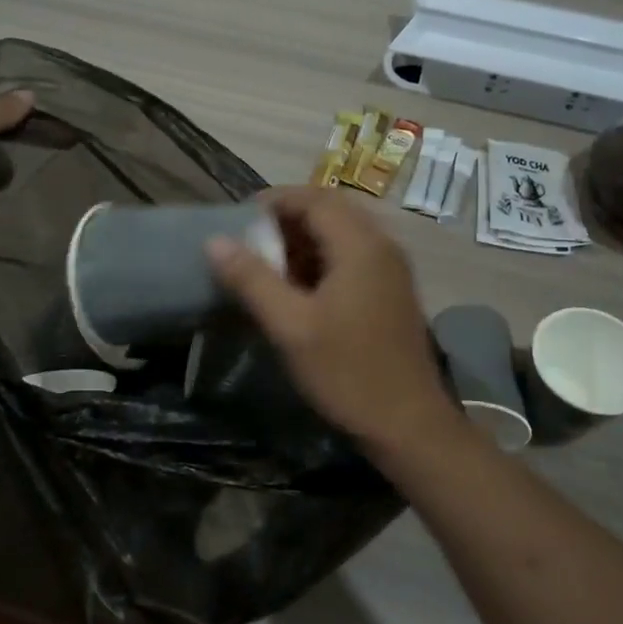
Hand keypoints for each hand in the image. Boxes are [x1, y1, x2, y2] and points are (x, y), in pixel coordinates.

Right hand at [206, 186, 465, 458]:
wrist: (408, 424)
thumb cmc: (347, 372)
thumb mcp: (290, 326)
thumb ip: (252, 279)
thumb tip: (215, 241)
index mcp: (360, 245)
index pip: (314, 198)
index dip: (274, 201)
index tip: (238, 219)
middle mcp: (381, 247)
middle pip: (330, 211)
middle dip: (287, 220)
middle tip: (249, 242)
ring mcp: (391, 270)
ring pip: (342, 235)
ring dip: (303, 241)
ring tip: (266, 266)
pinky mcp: (391, 293)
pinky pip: (352, 258)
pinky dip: (321, 261)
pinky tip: (298, 291)